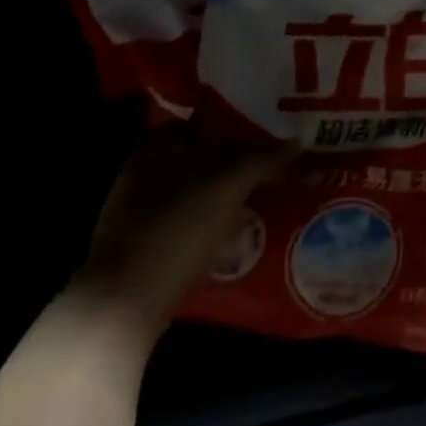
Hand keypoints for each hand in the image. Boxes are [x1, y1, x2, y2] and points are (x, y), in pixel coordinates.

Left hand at [70, 128, 294, 343]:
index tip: (268, 131)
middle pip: (201, 159)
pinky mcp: (147, 250)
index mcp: (155, 150)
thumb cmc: (176, 228)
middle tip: (276, 165)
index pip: (201, 123)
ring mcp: (140, 216)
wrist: (127, 303)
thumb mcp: (229, 184)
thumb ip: (265, 159)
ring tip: (268, 199)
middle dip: (238, 162)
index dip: (236, 124)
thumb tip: (298, 143)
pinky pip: (192, 225)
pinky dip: (217, 225)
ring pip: (198, 193)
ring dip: (230, 196)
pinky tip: (242, 234)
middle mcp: (142, 176)